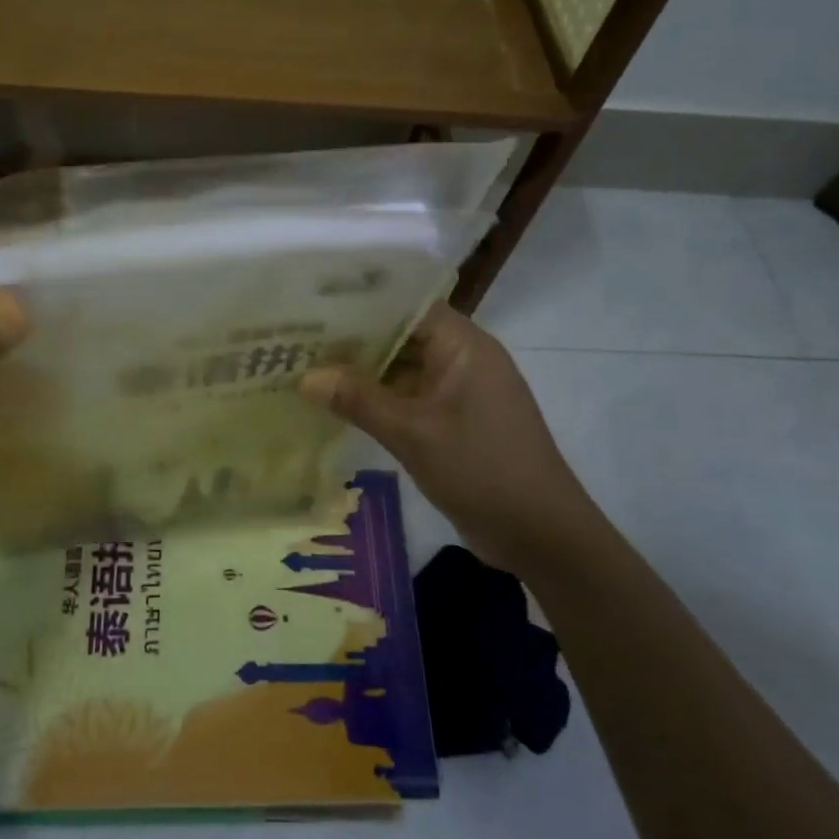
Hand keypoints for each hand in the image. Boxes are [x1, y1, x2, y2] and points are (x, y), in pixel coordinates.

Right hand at [301, 303, 597, 569]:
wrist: (541, 536)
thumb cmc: (481, 469)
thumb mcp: (413, 433)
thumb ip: (358, 400)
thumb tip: (304, 377)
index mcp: (464, 345)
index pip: (407, 305)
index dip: (362, 302)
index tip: (314, 303)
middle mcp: (463, 359)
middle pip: (402, 335)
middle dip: (353, 339)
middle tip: (297, 338)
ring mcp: (460, 392)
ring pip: (403, 370)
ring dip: (363, 372)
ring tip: (306, 366)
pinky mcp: (454, 422)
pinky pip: (410, 398)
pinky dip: (378, 400)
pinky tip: (337, 404)